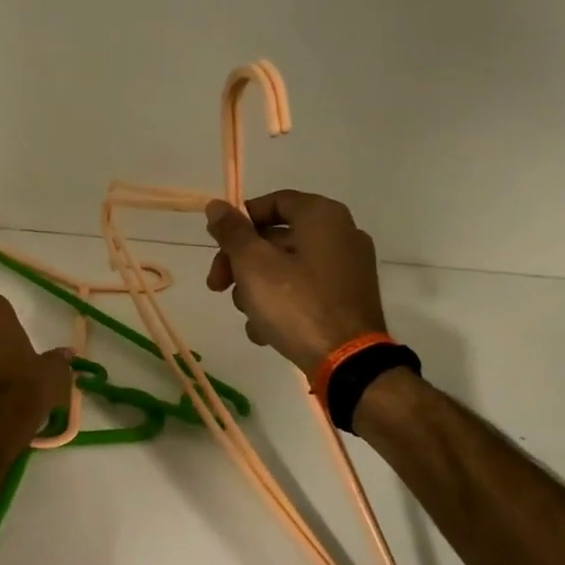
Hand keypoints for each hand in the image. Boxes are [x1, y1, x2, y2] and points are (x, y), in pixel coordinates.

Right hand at [204, 191, 388, 375]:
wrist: (347, 362)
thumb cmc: (296, 304)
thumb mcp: (253, 265)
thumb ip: (232, 232)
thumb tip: (216, 205)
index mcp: (322, 216)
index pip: (272, 202)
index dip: (239, 221)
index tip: (217, 245)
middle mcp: (342, 234)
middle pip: (276, 238)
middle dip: (241, 263)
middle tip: (217, 286)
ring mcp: (348, 268)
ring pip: (287, 267)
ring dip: (257, 289)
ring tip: (248, 316)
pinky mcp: (348, 298)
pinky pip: (306, 289)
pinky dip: (283, 303)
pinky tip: (265, 331)